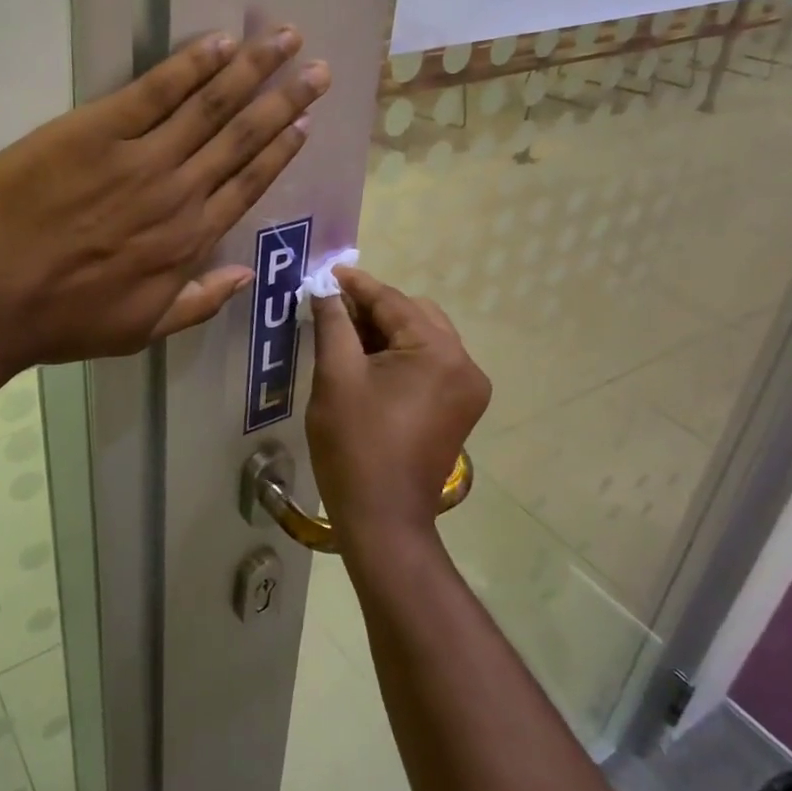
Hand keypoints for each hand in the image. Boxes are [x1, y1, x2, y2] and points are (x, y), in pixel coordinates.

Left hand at [0, 28, 329, 364]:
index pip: (248, 184)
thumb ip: (198, 303)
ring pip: (210, 106)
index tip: (305, 122)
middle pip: (242, 137)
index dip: (279, 150)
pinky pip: (155, 91)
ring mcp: (141, 158)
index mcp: (189, 240)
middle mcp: (179, 193)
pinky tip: (220, 43)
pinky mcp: (97, 130)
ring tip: (286, 39)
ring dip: (252, 70)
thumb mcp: (140, 331)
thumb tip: (245, 275)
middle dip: (285, 100)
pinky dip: (191, 65)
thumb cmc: (62, 319)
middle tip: (319, 69)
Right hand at [307, 267, 490, 549]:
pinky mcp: (460, 408)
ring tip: (345, 334)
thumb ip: (333, 323)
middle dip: (373, 308)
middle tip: (332, 309)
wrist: (382, 518)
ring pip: (423, 338)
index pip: (393, 302)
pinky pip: (429, 364)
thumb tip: (324, 288)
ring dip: (386, 331)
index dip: (356, 286)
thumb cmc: (354, 444)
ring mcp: (467, 389)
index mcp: (439, 352)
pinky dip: (400, 355)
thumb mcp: (336, 376)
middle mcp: (465, 364)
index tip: (326, 272)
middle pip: (414, 315)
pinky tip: (368, 361)